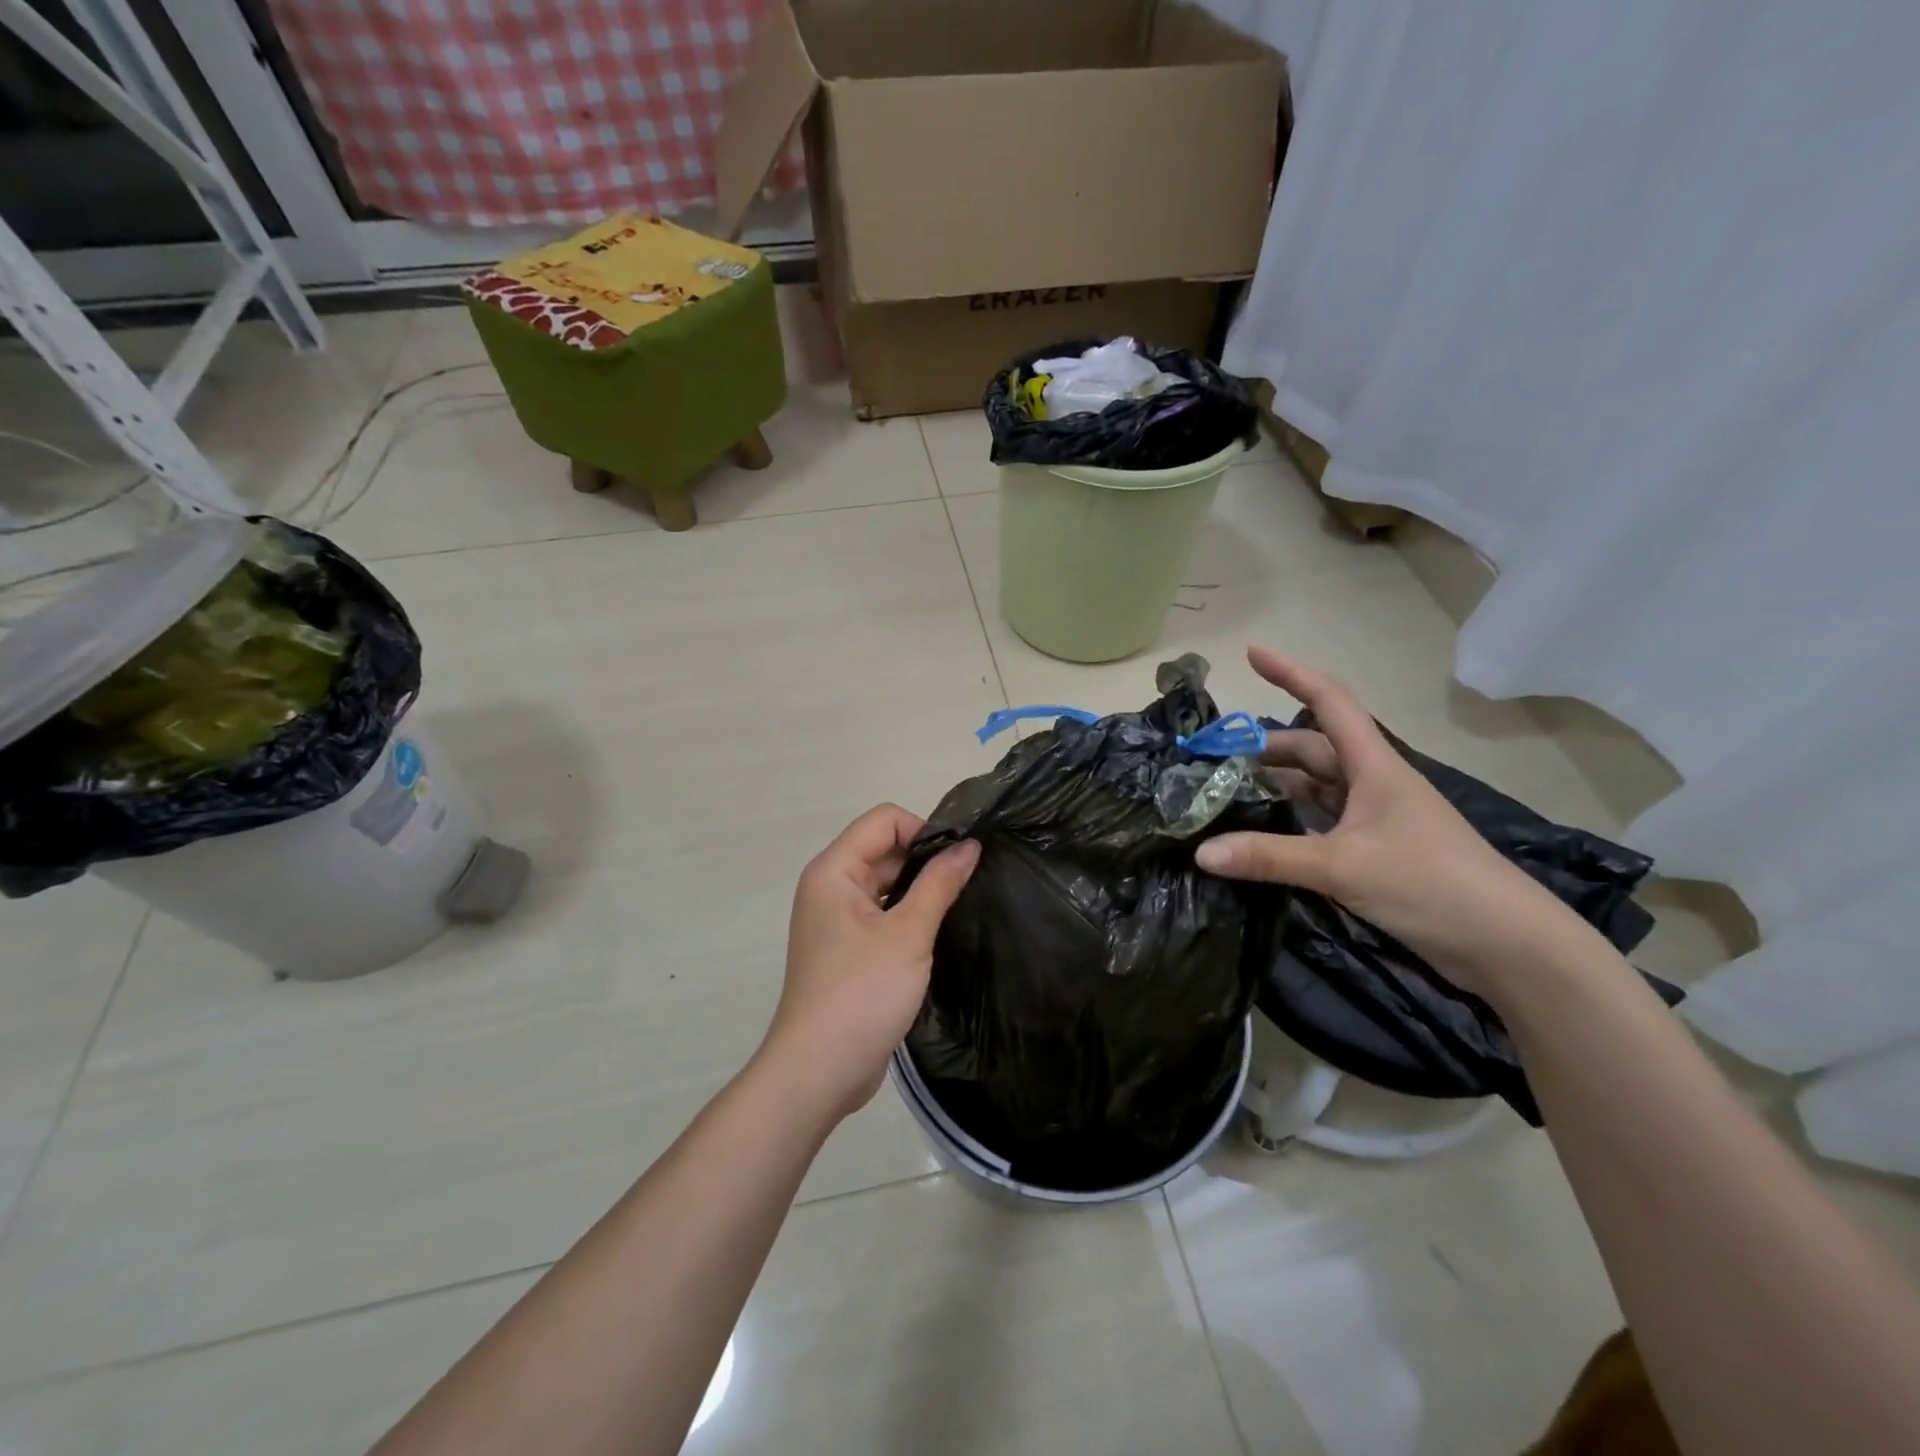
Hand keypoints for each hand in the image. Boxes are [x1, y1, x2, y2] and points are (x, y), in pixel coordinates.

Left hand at [762, 805, 979, 1121]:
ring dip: (920, 890)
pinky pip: (882, 914)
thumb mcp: (909, 933)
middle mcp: (830, 888)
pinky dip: (909, 915)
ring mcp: (837, 921)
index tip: (959, 860)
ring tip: (960, 906)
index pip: (884, 820)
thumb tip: (970, 845)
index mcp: (834, 871)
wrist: (818, 1071)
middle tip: (969, 884)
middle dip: (926, 860)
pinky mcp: (848, 950)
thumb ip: (940, 883)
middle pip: (884, 849)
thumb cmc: (861, 993)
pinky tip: (939, 933)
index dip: (923, 830)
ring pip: (886, 884)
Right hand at [1194, 646, 1579, 991]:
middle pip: (1310, 749)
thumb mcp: (1342, 867)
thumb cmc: (1430, 883)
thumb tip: (1201, 852)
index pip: (1328, 702)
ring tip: (1224, 793)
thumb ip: (1269, 857)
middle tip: (1211, 759)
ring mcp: (1374, 818)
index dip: (1290, 673)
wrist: (1506, 945)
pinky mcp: (1375, 851)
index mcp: (1373, 766)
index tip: (1250, 653)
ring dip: (1273, 786)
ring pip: (1313, 787)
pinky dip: (1289, 821)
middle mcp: (1372, 783)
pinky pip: (1320, 822)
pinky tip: (1259, 834)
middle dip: (1262, 748)